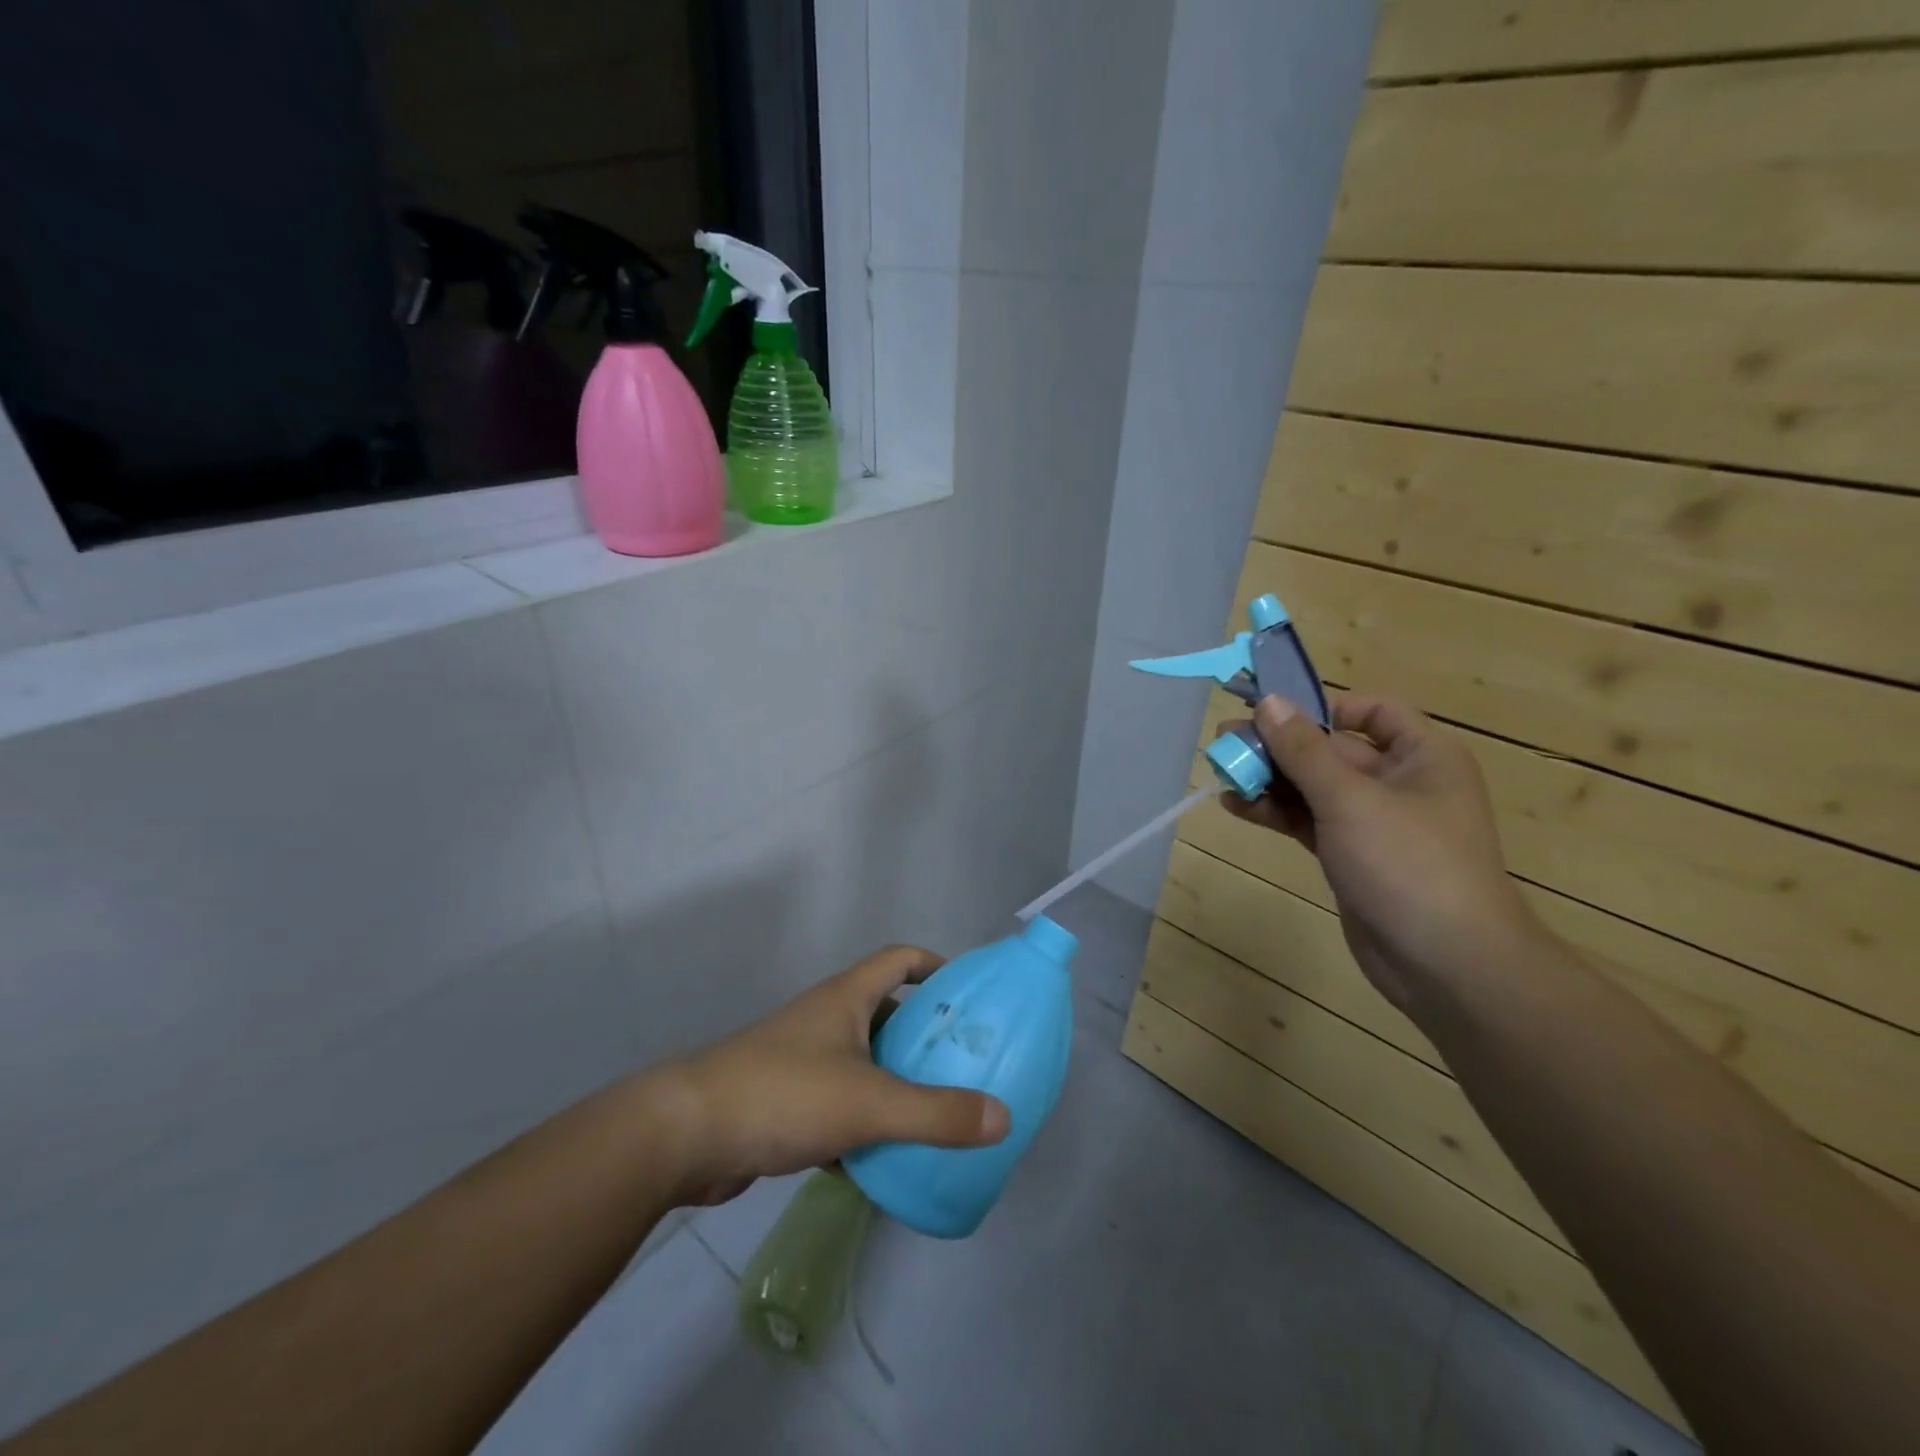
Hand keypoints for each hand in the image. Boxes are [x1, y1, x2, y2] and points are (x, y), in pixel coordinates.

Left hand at [647, 945, 1010, 1205]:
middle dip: (924, 1035)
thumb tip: (1004, 1117)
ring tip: (936, 1113)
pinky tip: (884, 1160)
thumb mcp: (870, 1103)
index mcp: (846, 998)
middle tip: (964, 1063)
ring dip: (895, 1083)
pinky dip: (863, 1124)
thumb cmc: (783, 1094)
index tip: (969, 993)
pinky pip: (838, 1105)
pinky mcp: (784, 1103)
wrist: (685, 1136)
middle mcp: (825, 1020)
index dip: (936, 965)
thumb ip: (937, 1113)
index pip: (900, 959)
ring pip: (862, 1063)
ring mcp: (801, 1060)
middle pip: (886, 1013)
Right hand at [1219, 693, 1537, 1011]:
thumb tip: (1268, 701)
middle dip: (1279, 745)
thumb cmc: (1409, 864)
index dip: (1324, 706)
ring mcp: (1374, 822)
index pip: (1374, 711)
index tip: (1275, 713)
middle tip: (1225, 742)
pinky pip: (1308, 820)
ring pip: (1314, 787)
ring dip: (1270, 779)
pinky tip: (1236, 806)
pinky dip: (1275, 812)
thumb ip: (1304, 750)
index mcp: (1422, 756)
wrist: (1446, 964)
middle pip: (1331, 749)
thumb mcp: (1350, 800)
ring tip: (1222, 772)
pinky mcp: (1350, 856)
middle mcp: (1400, 782)